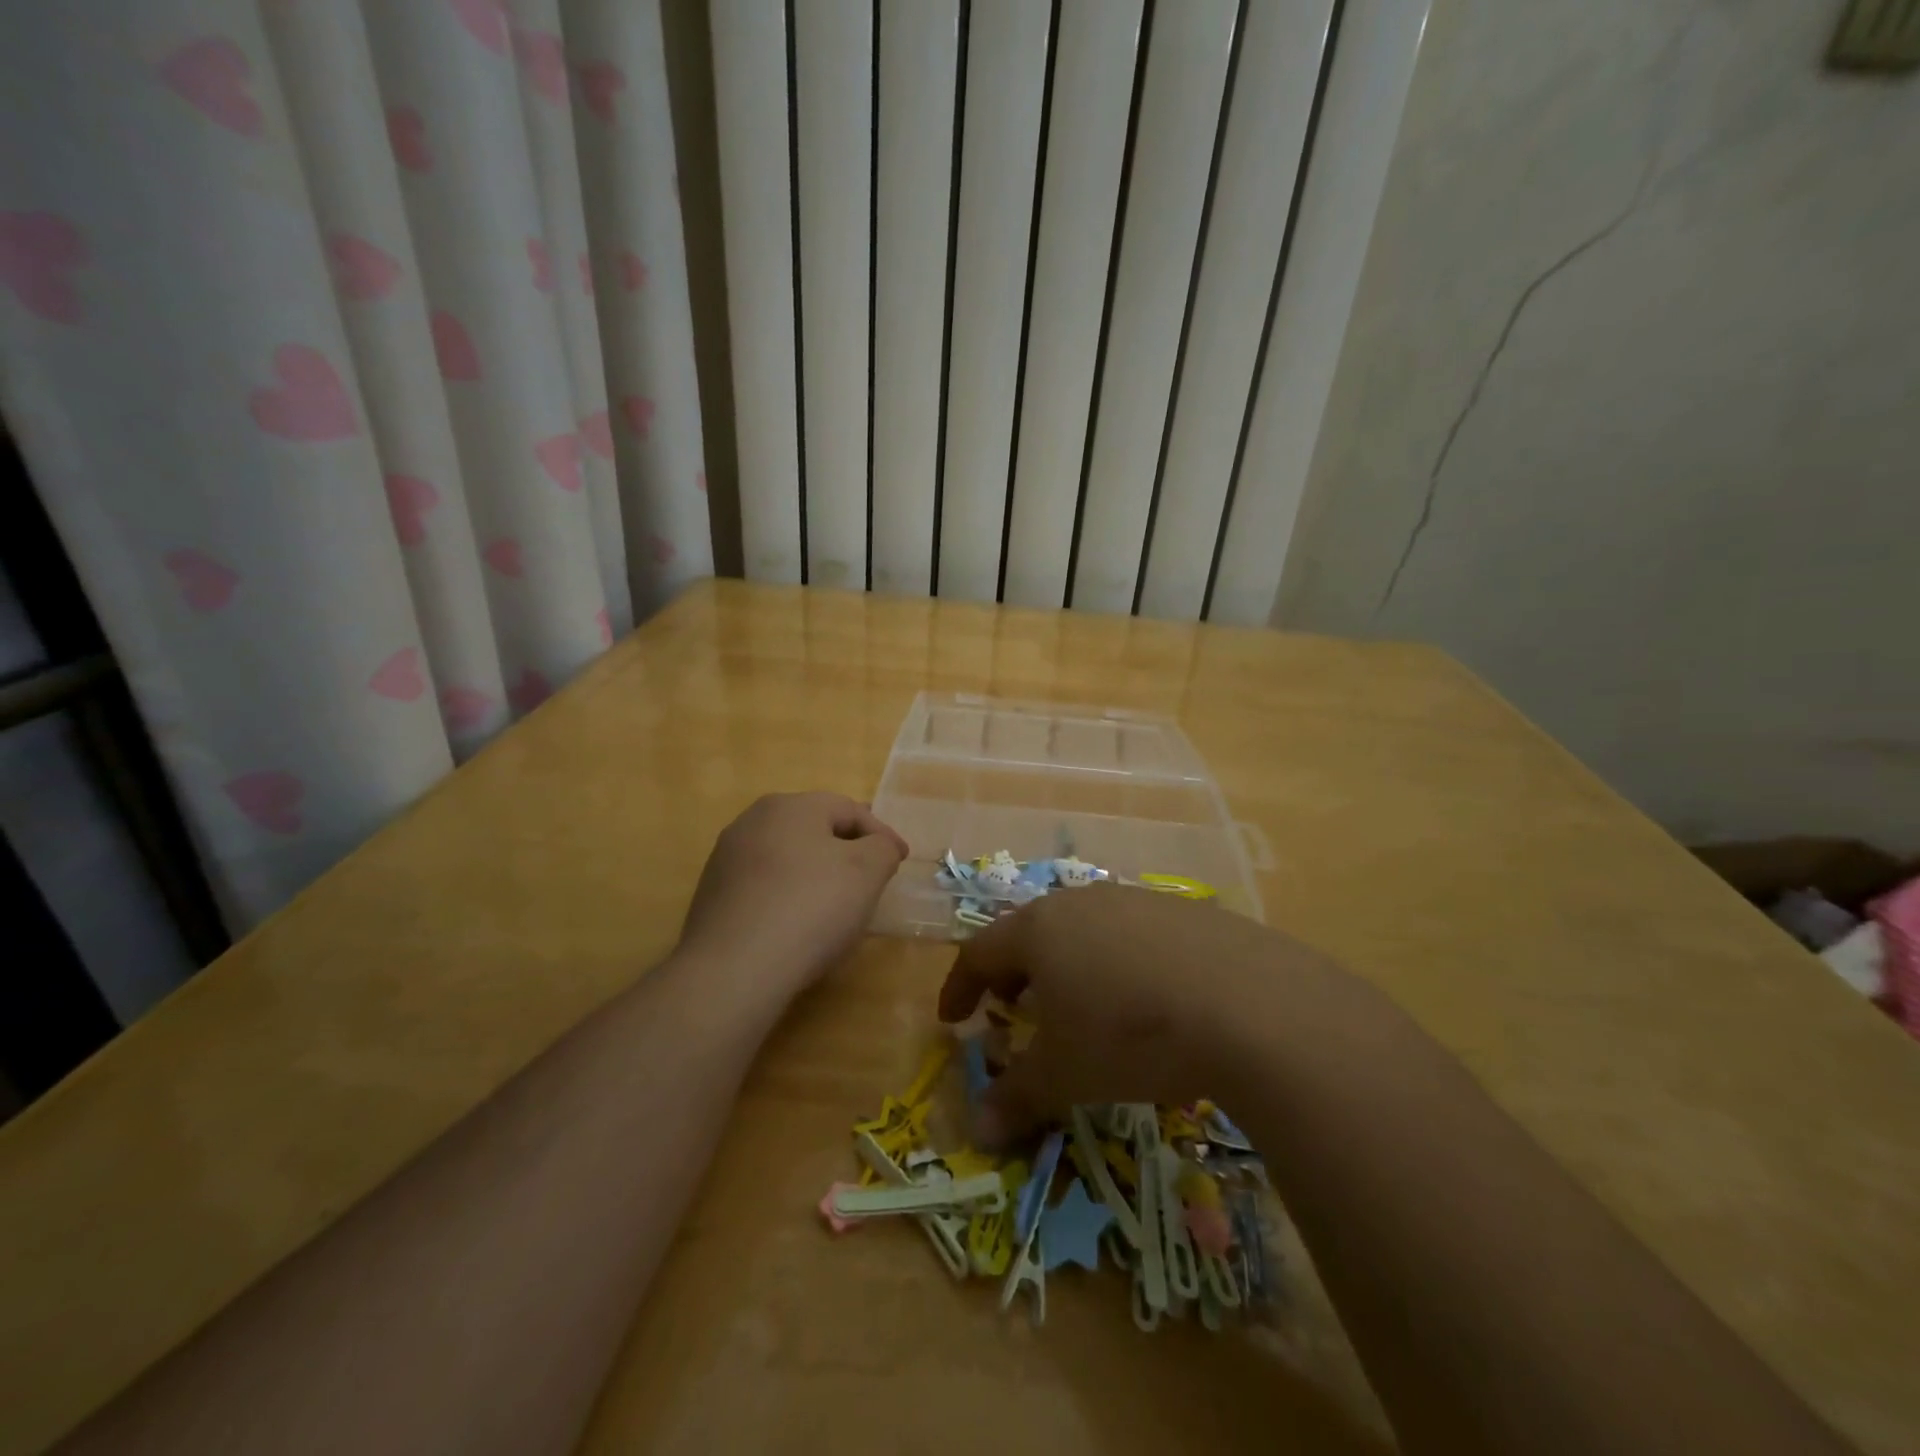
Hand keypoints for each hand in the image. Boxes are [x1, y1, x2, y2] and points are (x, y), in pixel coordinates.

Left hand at [677, 792, 907, 997]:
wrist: (734, 970)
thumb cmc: (811, 907)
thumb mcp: (867, 871)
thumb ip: (882, 848)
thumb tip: (878, 847)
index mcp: (790, 806)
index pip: (849, 809)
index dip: (881, 834)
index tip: (901, 861)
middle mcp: (752, 822)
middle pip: (814, 829)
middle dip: (847, 850)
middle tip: (872, 877)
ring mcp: (726, 859)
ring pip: (788, 858)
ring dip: (816, 874)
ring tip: (837, 904)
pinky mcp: (713, 897)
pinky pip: (764, 887)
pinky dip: (789, 897)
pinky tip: (799, 926)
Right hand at [938, 883, 1339, 1143]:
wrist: (1249, 1004)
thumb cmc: (1129, 1034)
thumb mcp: (1065, 1075)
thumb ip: (1016, 1097)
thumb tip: (978, 1129)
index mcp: (1039, 929)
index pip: (980, 951)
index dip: (960, 986)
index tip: (953, 1018)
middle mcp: (1082, 903)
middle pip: (1030, 932)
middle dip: (1014, 973)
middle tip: (1012, 1009)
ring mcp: (1136, 902)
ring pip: (1083, 930)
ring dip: (1068, 966)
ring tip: (1079, 1006)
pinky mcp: (1184, 913)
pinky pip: (1133, 936)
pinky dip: (1118, 964)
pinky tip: (1145, 1000)